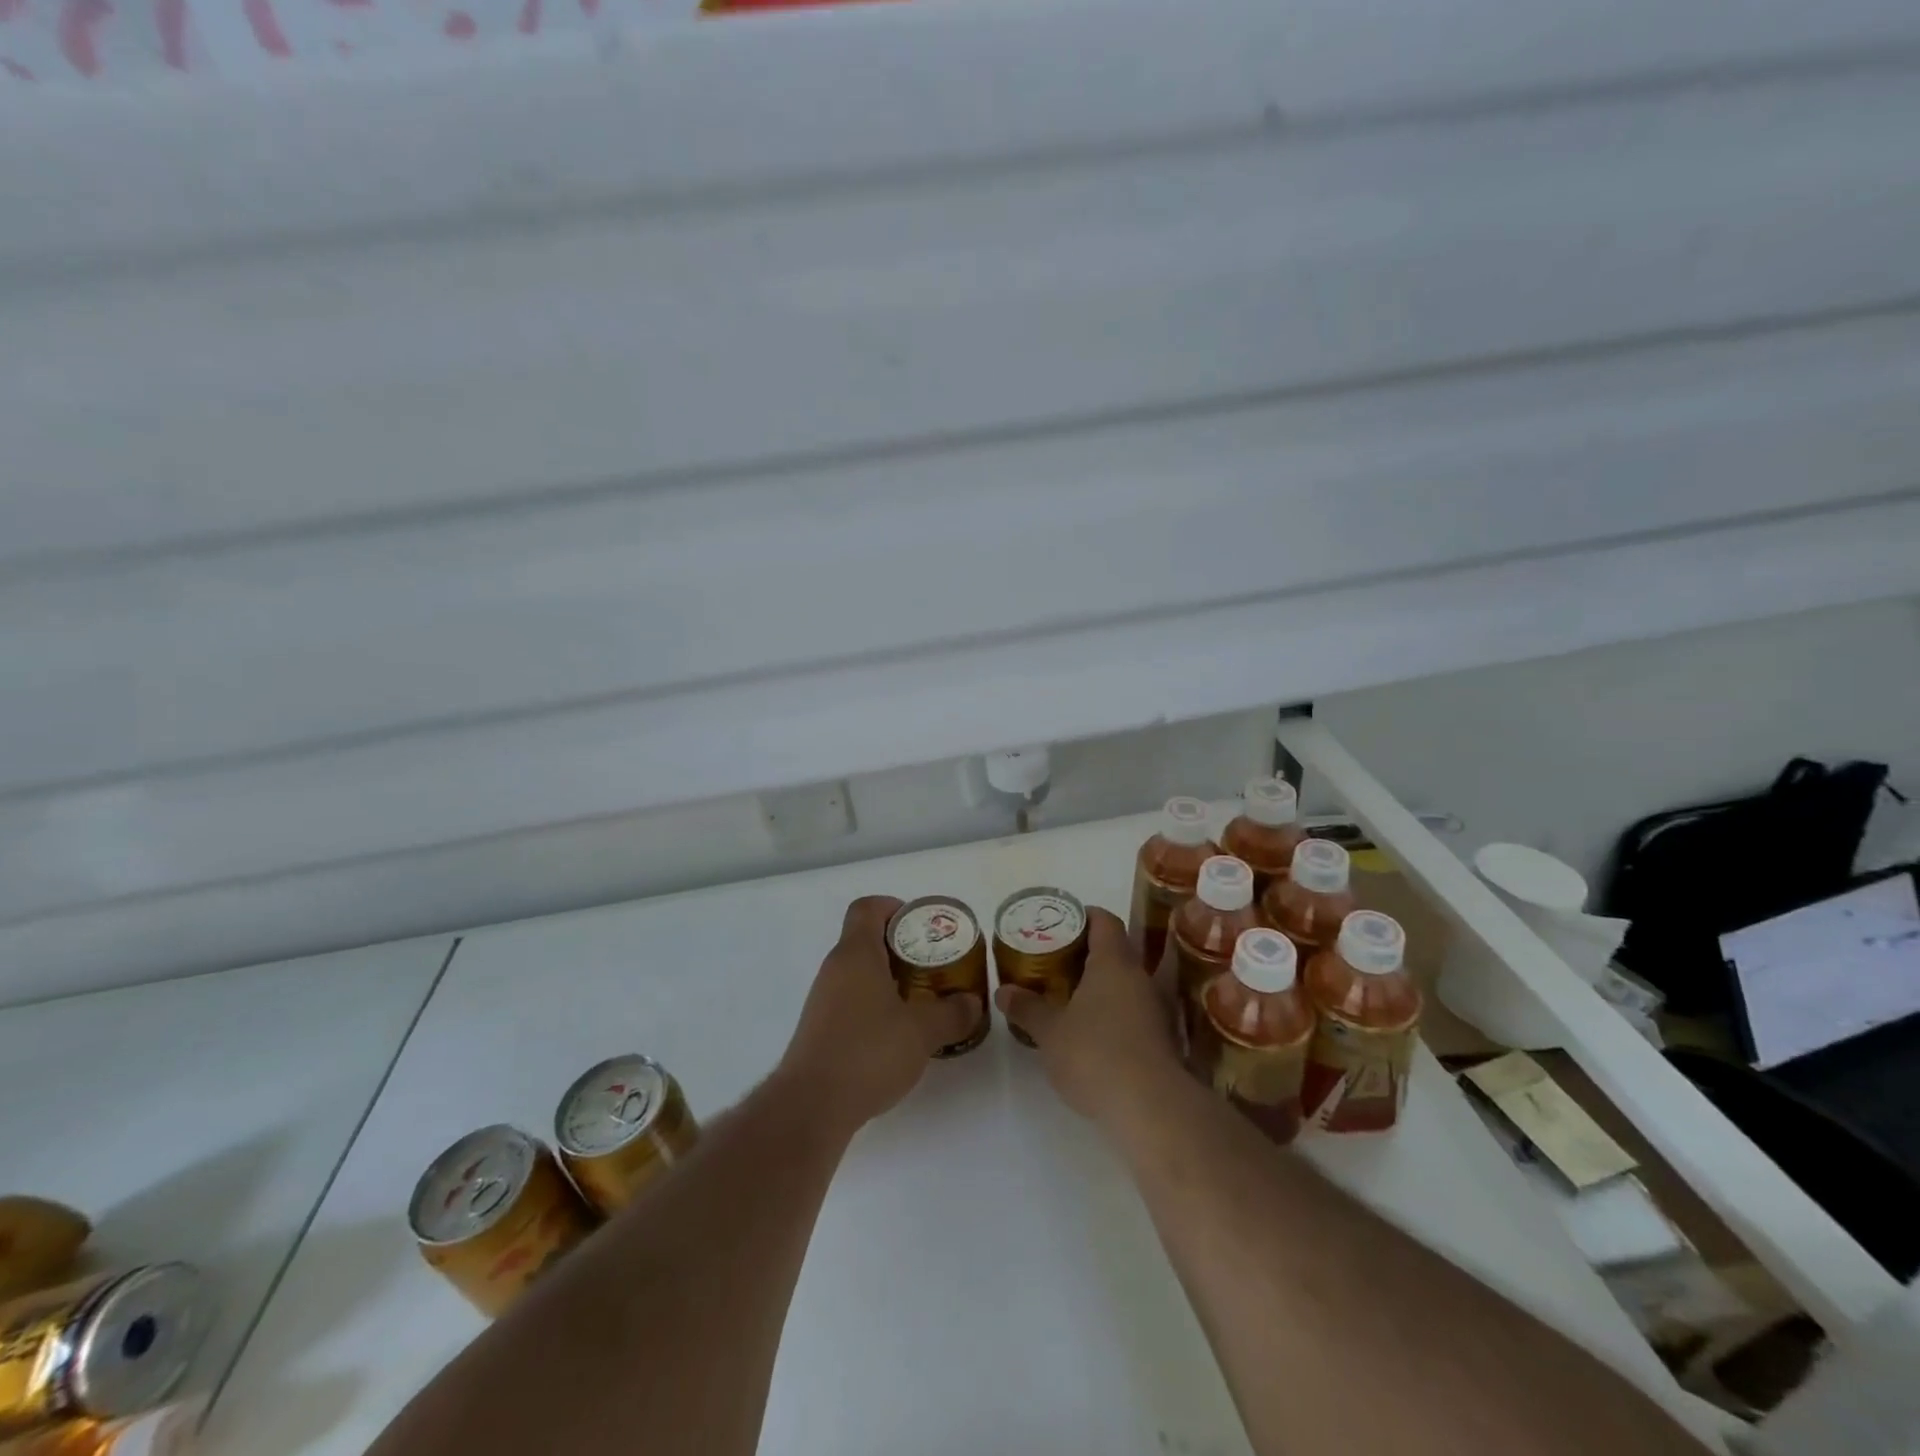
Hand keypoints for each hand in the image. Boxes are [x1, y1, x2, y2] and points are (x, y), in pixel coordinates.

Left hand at [777, 896, 980, 1135]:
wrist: (811, 1107)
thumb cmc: (868, 1052)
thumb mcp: (922, 1032)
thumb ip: (952, 1013)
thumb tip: (973, 1003)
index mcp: (856, 954)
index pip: (868, 908)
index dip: (895, 907)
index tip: (922, 927)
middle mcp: (834, 968)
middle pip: (866, 939)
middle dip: (902, 948)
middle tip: (933, 965)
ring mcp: (823, 999)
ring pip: (859, 973)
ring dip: (890, 979)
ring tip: (922, 1000)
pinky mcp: (820, 1029)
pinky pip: (851, 1000)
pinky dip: (875, 1005)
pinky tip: (898, 1034)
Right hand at [995, 907, 1182, 1125]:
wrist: (1151, 1108)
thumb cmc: (1095, 1055)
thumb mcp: (1050, 1032)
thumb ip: (1027, 1008)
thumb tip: (1003, 991)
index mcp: (1113, 962)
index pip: (1104, 920)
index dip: (1083, 916)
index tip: (1060, 924)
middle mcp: (1139, 977)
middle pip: (1116, 950)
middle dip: (1087, 953)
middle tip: (1055, 962)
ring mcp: (1156, 1008)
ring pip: (1126, 982)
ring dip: (1102, 985)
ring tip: (1070, 997)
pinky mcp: (1163, 1039)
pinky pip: (1135, 1010)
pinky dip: (1114, 1012)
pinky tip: (1093, 1032)